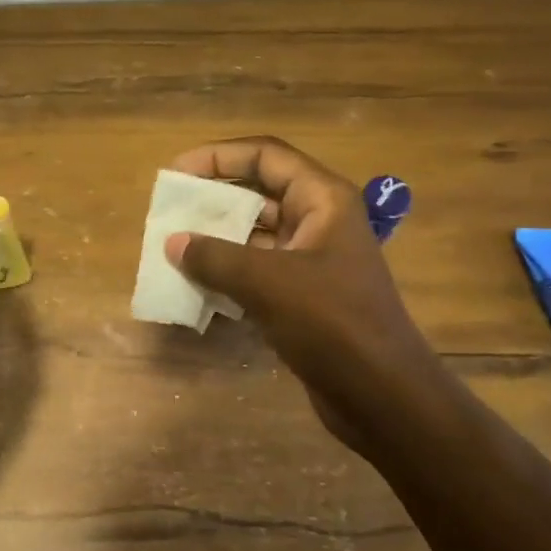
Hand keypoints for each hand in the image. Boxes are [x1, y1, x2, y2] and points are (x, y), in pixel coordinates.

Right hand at [164, 137, 439, 462]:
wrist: (381, 395)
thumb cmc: (332, 323)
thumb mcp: (267, 283)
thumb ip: (215, 257)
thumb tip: (172, 243)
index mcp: (322, 200)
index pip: (266, 156)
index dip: (219, 157)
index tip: (176, 172)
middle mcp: (319, 221)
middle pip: (258, 193)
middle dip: (213, 199)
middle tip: (168, 211)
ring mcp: (312, 260)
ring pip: (255, 235)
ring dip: (216, 239)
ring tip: (173, 247)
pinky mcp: (303, 295)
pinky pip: (257, 270)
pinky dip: (227, 272)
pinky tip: (194, 284)